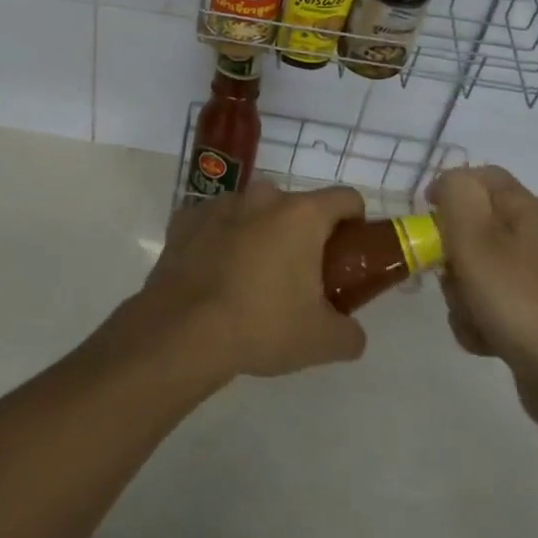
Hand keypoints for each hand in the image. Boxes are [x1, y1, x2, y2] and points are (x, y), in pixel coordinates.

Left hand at [133, 182, 368, 380]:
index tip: (348, 255)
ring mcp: (220, 204)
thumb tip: (352, 333)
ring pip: (253, 213)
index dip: (355, 223)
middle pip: (296, 208)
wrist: (181, 331)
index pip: (345, 199)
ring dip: (259, 236)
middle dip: (302, 237)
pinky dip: (220, 243)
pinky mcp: (186, 219)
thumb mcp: (322, 341)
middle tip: (299, 281)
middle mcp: (262, 196)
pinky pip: (215, 224)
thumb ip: (350, 333)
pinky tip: (214, 278)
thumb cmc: (261, 325)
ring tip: (250, 283)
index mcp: (302, 215)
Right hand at [430, 166, 537, 428]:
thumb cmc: (517, 299)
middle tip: (450, 271)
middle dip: (450, 252)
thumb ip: (457, 195)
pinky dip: (476, 320)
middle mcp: (528, 237)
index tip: (426, 215)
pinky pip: (484, 304)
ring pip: (471, 269)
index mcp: (522, 210)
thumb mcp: (476, 238)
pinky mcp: (526, 313)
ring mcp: (529, 278)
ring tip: (472, 314)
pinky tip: (484, 338)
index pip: (480, 175)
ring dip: (459, 293)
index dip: (449, 188)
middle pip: (470, 226)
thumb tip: (449, 182)